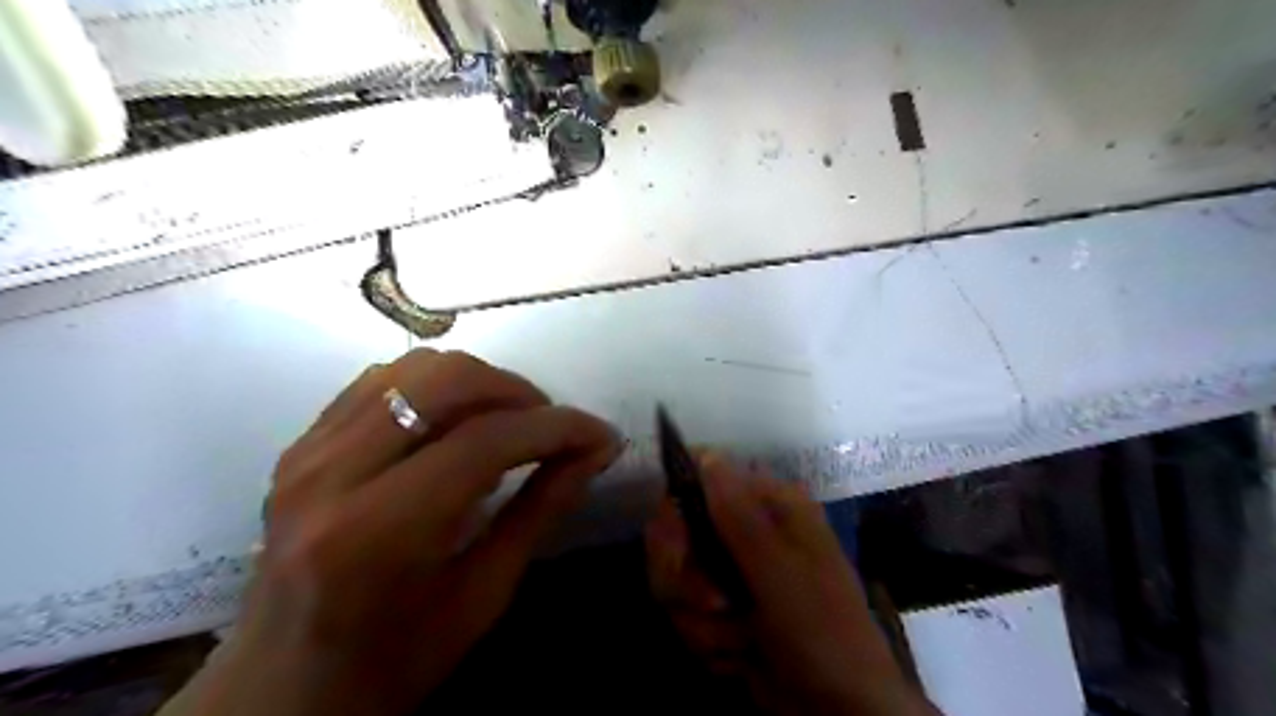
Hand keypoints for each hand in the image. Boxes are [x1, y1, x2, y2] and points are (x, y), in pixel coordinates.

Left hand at [165, 351, 626, 715]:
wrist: (282, 686)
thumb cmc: (393, 660)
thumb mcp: (484, 594)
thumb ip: (542, 510)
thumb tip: (596, 451)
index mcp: (377, 533)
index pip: (485, 441)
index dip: (557, 427)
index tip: (600, 434)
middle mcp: (331, 475)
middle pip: (446, 381)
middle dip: (518, 391)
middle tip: (553, 426)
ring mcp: (308, 451)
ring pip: (414, 368)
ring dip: (480, 383)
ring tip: (511, 422)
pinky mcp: (303, 443)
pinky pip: (384, 380)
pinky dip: (437, 387)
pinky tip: (459, 423)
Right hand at [649, 455, 934, 713]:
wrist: (841, 709)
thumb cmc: (822, 630)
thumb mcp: (781, 573)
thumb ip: (739, 517)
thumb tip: (707, 456)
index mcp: (769, 503)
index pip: (699, 478)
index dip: (677, 509)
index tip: (678, 548)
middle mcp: (745, 527)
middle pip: (674, 532)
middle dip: (687, 581)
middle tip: (717, 606)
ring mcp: (730, 568)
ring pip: (673, 580)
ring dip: (702, 623)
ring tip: (743, 641)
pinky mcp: (719, 607)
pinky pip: (683, 613)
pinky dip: (708, 643)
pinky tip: (740, 658)